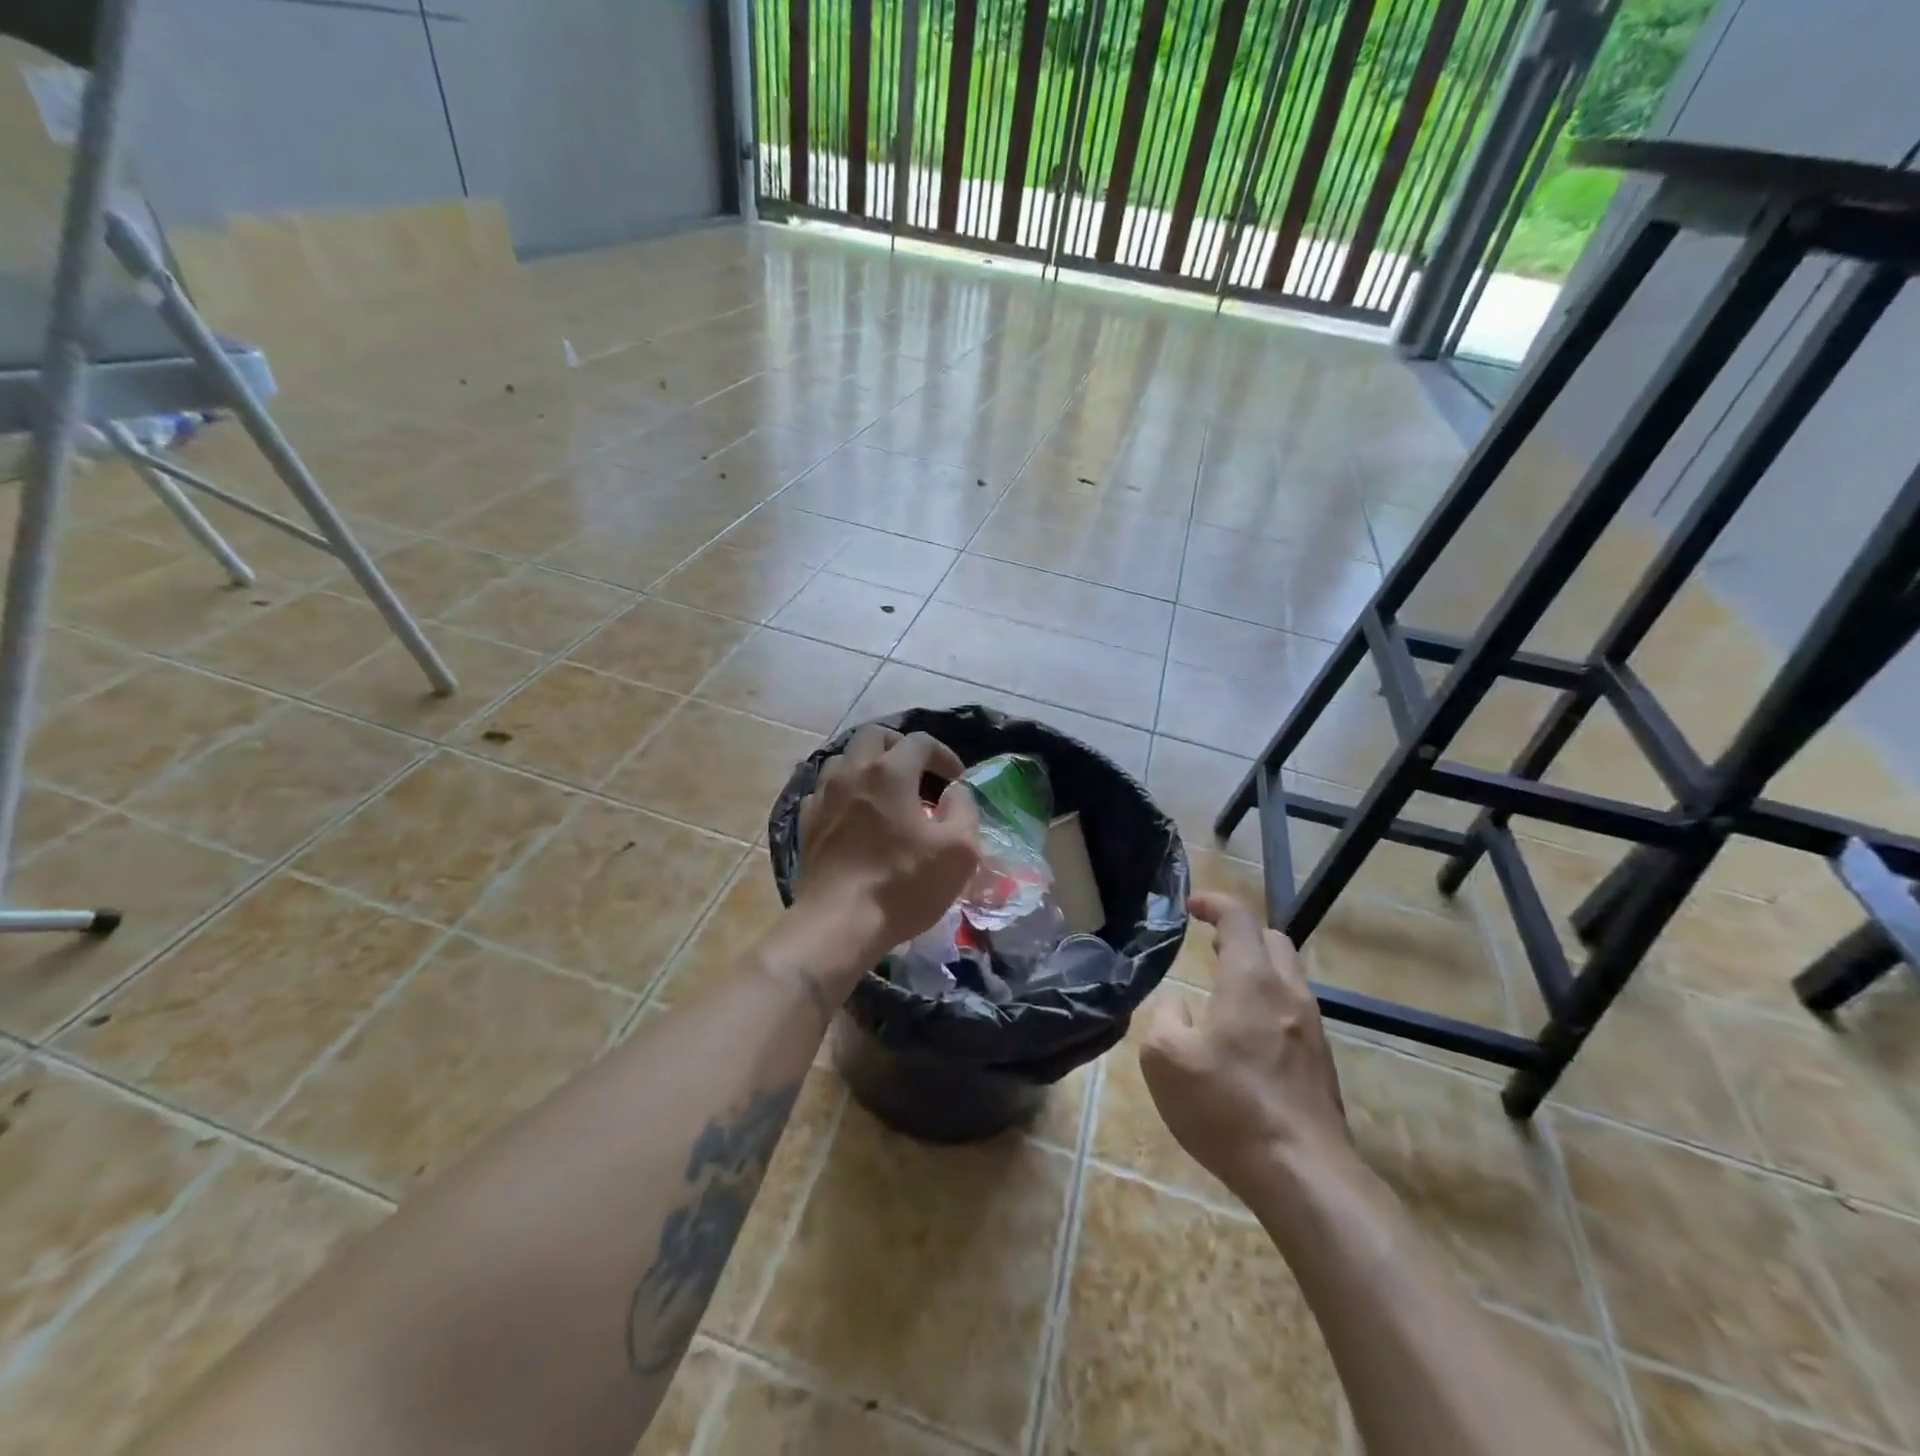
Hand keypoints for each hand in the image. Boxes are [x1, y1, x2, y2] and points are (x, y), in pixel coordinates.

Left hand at [793, 726, 980, 973]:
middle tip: (918, 772)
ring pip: (844, 759)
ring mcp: (823, 796)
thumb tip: (956, 793)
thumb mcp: (960, 850)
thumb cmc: (903, 885)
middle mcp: (852, 772)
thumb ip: (965, 810)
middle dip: (900, 746)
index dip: (944, 754)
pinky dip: (844, 791)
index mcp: (890, 772)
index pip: (920, 741)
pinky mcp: (806, 823)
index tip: (956, 780)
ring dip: (868, 765)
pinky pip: (825, 790)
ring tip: (885, 790)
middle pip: (874, 735)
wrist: (839, 924)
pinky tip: (855, 814)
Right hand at [1139, 892, 1350, 1197]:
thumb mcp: (1164, 1059)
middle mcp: (1288, 993)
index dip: (1214, 904)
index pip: (1238, 919)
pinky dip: (1270, 999)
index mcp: (1250, 981)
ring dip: (1258, 967)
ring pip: (1289, 974)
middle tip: (1211, 946)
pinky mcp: (1322, 1060)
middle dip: (1240, 933)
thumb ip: (1164, 1016)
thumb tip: (1179, 1005)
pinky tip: (1248, 1033)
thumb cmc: (1226, 1108)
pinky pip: (1295, 1007)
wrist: (1303, 1174)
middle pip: (1273, 939)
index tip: (1191, 907)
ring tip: (1227, 987)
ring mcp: (1312, 1027)